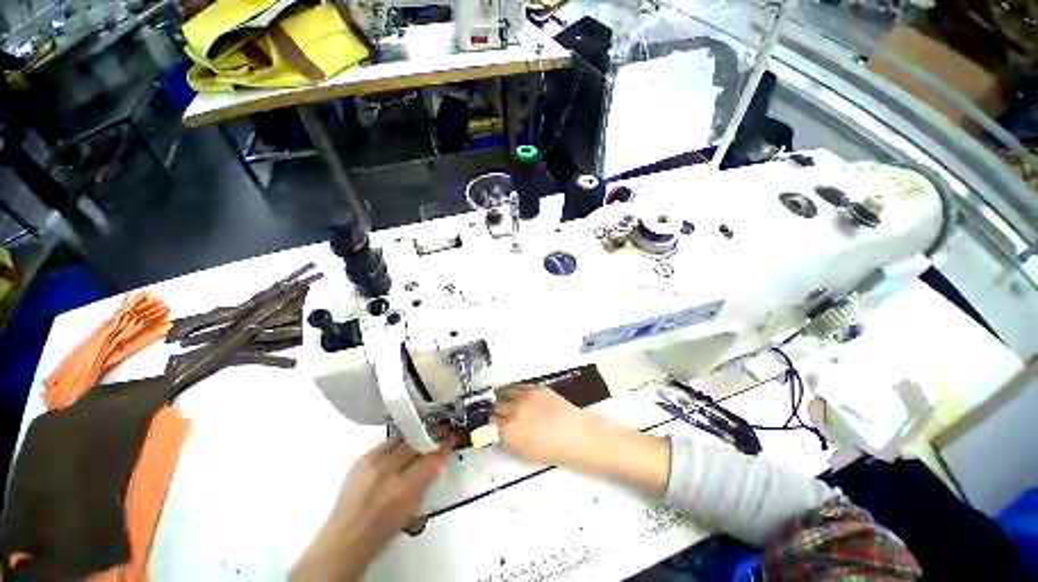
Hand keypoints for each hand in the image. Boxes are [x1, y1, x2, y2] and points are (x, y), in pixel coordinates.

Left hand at [290, 434, 454, 581]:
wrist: (343, 541)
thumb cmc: (378, 534)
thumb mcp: (410, 511)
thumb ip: (424, 482)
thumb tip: (435, 461)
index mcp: (403, 489)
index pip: (432, 458)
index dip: (444, 445)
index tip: (452, 438)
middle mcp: (387, 470)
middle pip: (417, 441)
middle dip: (431, 435)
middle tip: (440, 431)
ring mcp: (372, 462)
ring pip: (401, 437)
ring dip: (415, 437)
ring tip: (422, 437)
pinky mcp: (361, 459)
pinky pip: (386, 444)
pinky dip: (397, 444)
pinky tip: (400, 450)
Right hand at [494, 386, 669, 495]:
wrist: (580, 436)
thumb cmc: (555, 452)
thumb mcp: (525, 451)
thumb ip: (507, 439)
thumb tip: (495, 430)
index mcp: (510, 432)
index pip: (487, 423)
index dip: (483, 423)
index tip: (481, 423)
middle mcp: (514, 411)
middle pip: (493, 406)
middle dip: (489, 410)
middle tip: (488, 412)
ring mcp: (525, 397)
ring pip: (503, 393)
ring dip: (498, 398)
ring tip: (497, 401)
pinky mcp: (536, 388)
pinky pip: (517, 387)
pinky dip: (511, 391)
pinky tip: (511, 394)